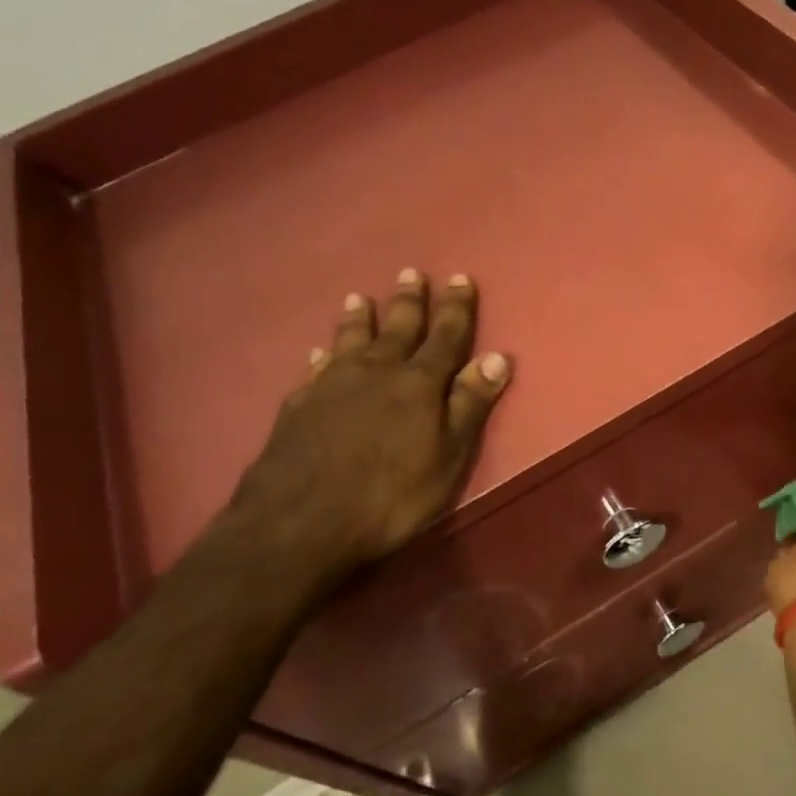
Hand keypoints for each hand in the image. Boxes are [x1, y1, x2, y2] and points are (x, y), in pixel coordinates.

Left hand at [223, 269, 511, 592]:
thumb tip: (497, 357)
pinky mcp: (298, 407)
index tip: (460, 278)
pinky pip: (315, 369)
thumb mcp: (448, 456)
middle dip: (408, 301)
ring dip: (360, 319)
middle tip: (410, 273)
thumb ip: (470, 405)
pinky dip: (322, 356)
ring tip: (360, 297)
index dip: (455, 308)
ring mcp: (332, 386)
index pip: (445, 336)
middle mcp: (376, 372)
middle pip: (397, 329)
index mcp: (418, 384)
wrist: (299, 522)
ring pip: (350, 341)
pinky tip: (319, 353)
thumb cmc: (390, 496)